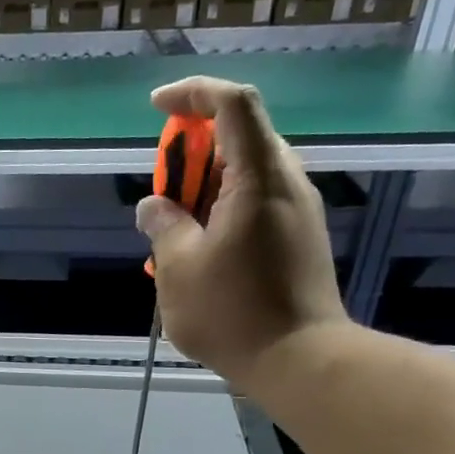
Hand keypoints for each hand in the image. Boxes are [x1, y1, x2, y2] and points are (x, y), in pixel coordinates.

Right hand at [136, 77, 347, 386]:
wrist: (300, 360)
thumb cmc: (233, 312)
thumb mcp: (178, 268)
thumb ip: (163, 226)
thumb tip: (154, 206)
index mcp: (259, 178)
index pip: (232, 104)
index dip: (193, 93)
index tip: (157, 108)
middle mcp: (286, 183)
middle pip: (238, 138)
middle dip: (191, 153)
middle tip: (163, 195)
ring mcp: (297, 211)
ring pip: (245, 174)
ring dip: (203, 188)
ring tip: (174, 232)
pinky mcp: (299, 238)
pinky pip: (255, 203)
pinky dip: (222, 211)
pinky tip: (199, 252)